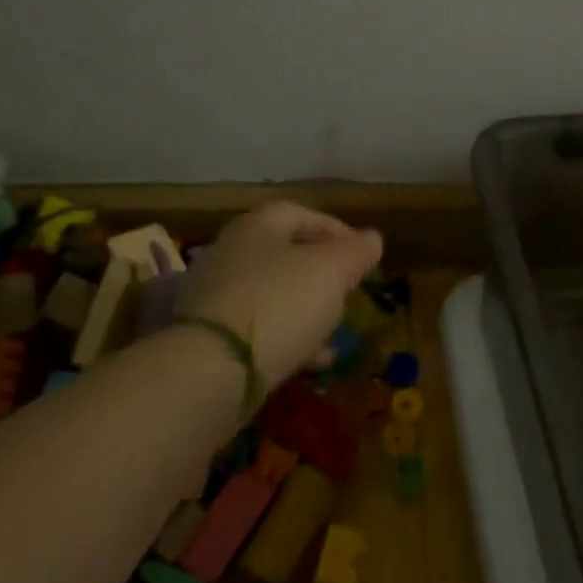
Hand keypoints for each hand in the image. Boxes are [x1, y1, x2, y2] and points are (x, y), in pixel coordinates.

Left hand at [176, 201, 383, 387]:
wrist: (211, 369)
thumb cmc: (279, 302)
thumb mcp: (332, 271)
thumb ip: (356, 251)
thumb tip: (372, 238)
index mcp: (256, 227)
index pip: (299, 212)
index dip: (335, 228)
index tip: (362, 253)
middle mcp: (229, 254)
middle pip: (284, 254)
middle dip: (321, 273)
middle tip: (348, 291)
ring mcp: (215, 297)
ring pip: (272, 294)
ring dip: (306, 308)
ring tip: (335, 330)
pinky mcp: (209, 338)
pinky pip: (258, 330)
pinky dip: (288, 338)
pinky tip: (314, 360)